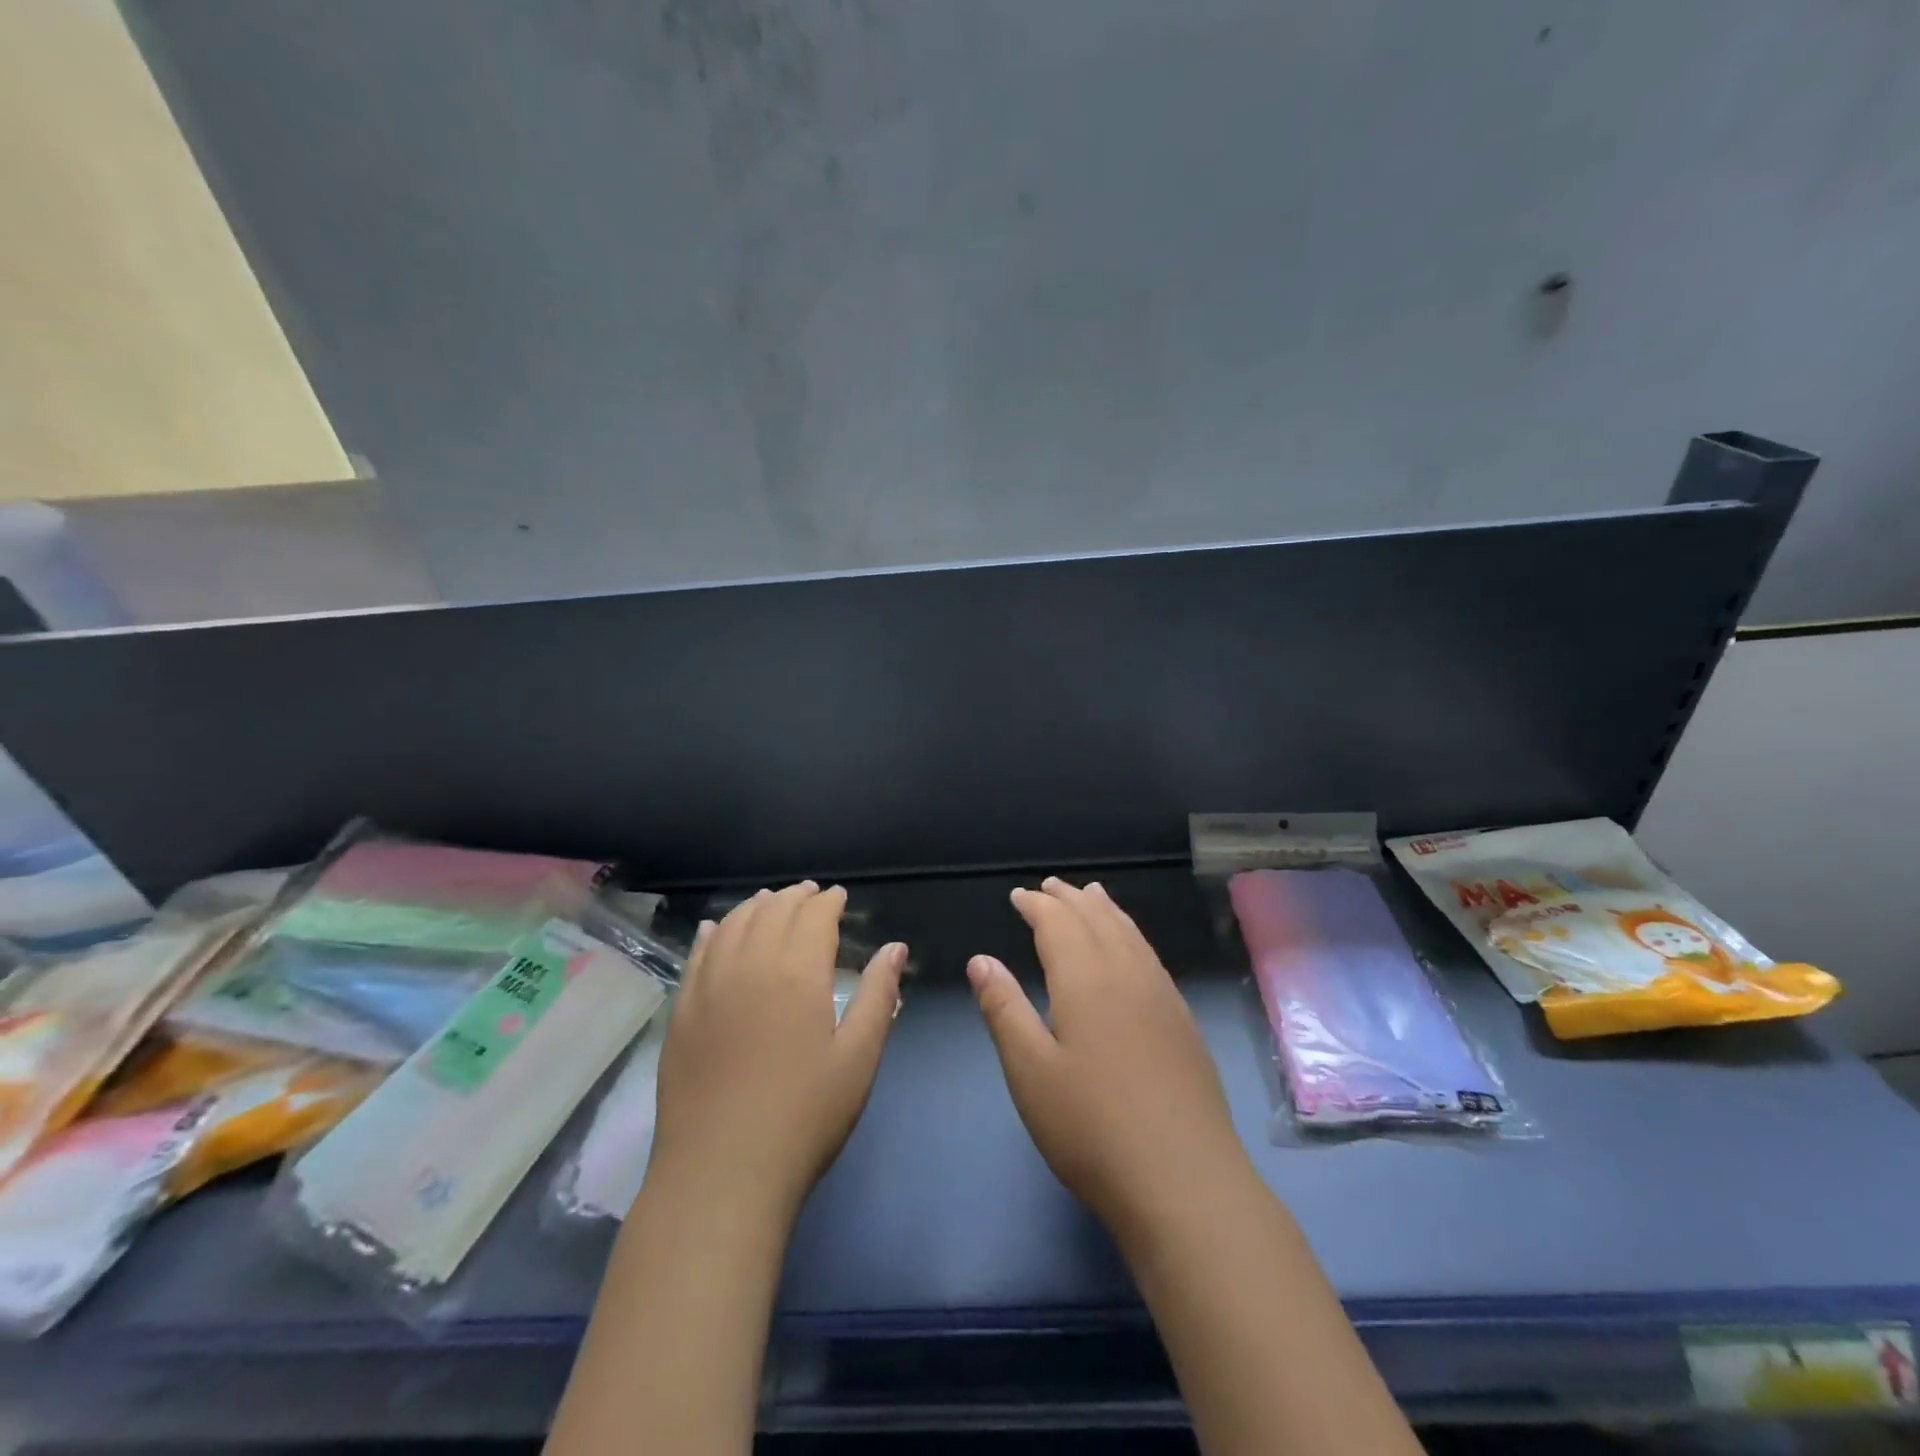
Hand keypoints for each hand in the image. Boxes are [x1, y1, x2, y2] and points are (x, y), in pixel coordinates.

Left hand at [650, 882, 905, 1223]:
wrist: (721, 1175)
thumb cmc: (803, 1117)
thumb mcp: (857, 1058)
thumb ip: (877, 995)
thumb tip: (896, 947)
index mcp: (797, 972)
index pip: (813, 916)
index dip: (828, 901)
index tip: (839, 896)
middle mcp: (749, 965)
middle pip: (772, 912)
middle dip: (795, 897)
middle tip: (810, 894)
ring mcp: (708, 986)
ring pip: (733, 924)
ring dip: (755, 906)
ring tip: (770, 901)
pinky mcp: (681, 1012)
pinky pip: (697, 954)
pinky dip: (713, 932)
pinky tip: (717, 927)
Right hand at [968, 877, 1251, 1243]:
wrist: (1184, 1181)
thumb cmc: (1091, 1128)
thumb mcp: (1030, 1071)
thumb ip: (1004, 1009)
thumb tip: (980, 959)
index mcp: (1086, 979)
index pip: (1058, 923)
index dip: (1036, 905)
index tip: (1018, 895)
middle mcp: (1127, 974)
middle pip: (1097, 918)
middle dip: (1070, 898)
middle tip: (1049, 886)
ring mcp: (1161, 996)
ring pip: (1130, 933)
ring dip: (1105, 909)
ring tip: (1092, 894)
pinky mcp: (1182, 1021)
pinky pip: (1150, 955)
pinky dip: (1131, 934)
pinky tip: (1130, 947)